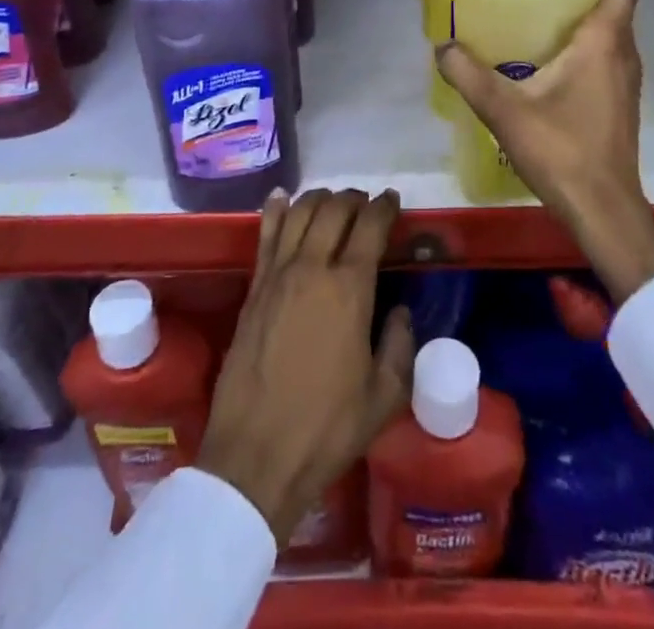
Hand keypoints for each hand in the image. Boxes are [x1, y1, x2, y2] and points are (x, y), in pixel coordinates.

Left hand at [197, 189, 414, 544]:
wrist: (256, 455)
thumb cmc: (327, 429)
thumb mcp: (383, 397)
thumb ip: (400, 346)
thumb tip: (400, 313)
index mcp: (350, 289)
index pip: (370, 227)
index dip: (384, 208)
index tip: (393, 200)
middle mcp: (312, 268)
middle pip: (334, 210)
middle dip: (354, 199)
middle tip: (366, 203)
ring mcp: (277, 275)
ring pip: (299, 213)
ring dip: (319, 198)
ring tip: (332, 200)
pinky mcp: (253, 288)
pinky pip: (265, 235)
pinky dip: (276, 209)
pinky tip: (281, 197)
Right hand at [436, 0, 653, 302]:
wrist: (602, 210)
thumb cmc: (561, 150)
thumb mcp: (504, 110)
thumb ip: (469, 75)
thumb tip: (442, 47)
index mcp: (603, 44)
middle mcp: (624, 58)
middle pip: (613, 12)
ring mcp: (627, 85)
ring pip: (612, 40)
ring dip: (585, 29)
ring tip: (539, 27)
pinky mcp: (621, 108)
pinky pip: (608, 64)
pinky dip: (587, 56)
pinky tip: (550, 71)